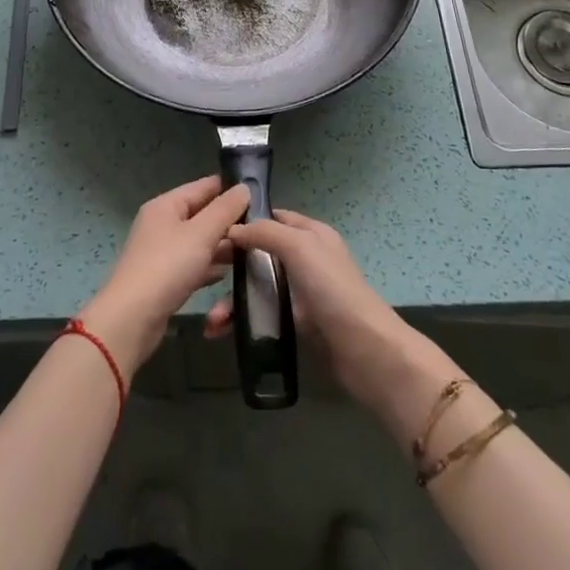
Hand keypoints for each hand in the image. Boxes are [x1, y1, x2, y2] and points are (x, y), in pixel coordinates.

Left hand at [79, 177, 247, 377]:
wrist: (132, 319)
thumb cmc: (167, 267)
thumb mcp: (201, 233)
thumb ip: (225, 209)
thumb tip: (244, 187)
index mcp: (166, 205)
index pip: (204, 186)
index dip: (230, 188)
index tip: (261, 195)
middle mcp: (162, 224)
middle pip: (202, 215)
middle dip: (230, 221)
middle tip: (262, 228)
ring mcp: (162, 252)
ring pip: (200, 242)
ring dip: (223, 246)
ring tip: (254, 250)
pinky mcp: (165, 278)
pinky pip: (194, 265)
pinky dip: (210, 267)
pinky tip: (229, 275)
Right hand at [204, 210, 453, 439]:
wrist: (365, 351)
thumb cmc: (333, 289)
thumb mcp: (300, 247)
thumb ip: (266, 233)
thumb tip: (233, 229)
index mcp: (312, 234)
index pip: (274, 217)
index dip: (246, 220)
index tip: (213, 230)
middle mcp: (307, 259)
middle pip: (261, 254)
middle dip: (232, 267)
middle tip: (203, 276)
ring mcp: (303, 293)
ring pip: (259, 288)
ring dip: (233, 301)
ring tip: (212, 323)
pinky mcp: (299, 324)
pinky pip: (264, 315)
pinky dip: (244, 322)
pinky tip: (223, 333)